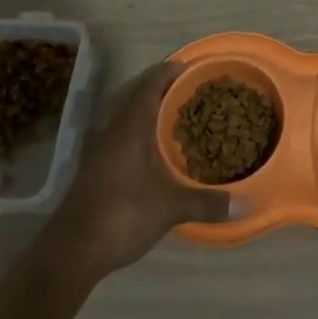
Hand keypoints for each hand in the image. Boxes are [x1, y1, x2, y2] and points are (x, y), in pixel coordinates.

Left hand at [44, 63, 230, 278]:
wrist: (71, 252)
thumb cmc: (122, 215)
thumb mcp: (170, 208)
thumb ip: (206, 202)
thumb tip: (246, 204)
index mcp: (130, 128)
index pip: (149, 86)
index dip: (168, 72)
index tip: (188, 66)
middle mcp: (112, 132)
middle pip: (136, 98)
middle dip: (161, 91)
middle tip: (189, 91)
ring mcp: (99, 152)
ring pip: (126, 120)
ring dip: (148, 114)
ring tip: (175, 118)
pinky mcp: (94, 172)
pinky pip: (121, 139)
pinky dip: (139, 135)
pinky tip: (154, 153)